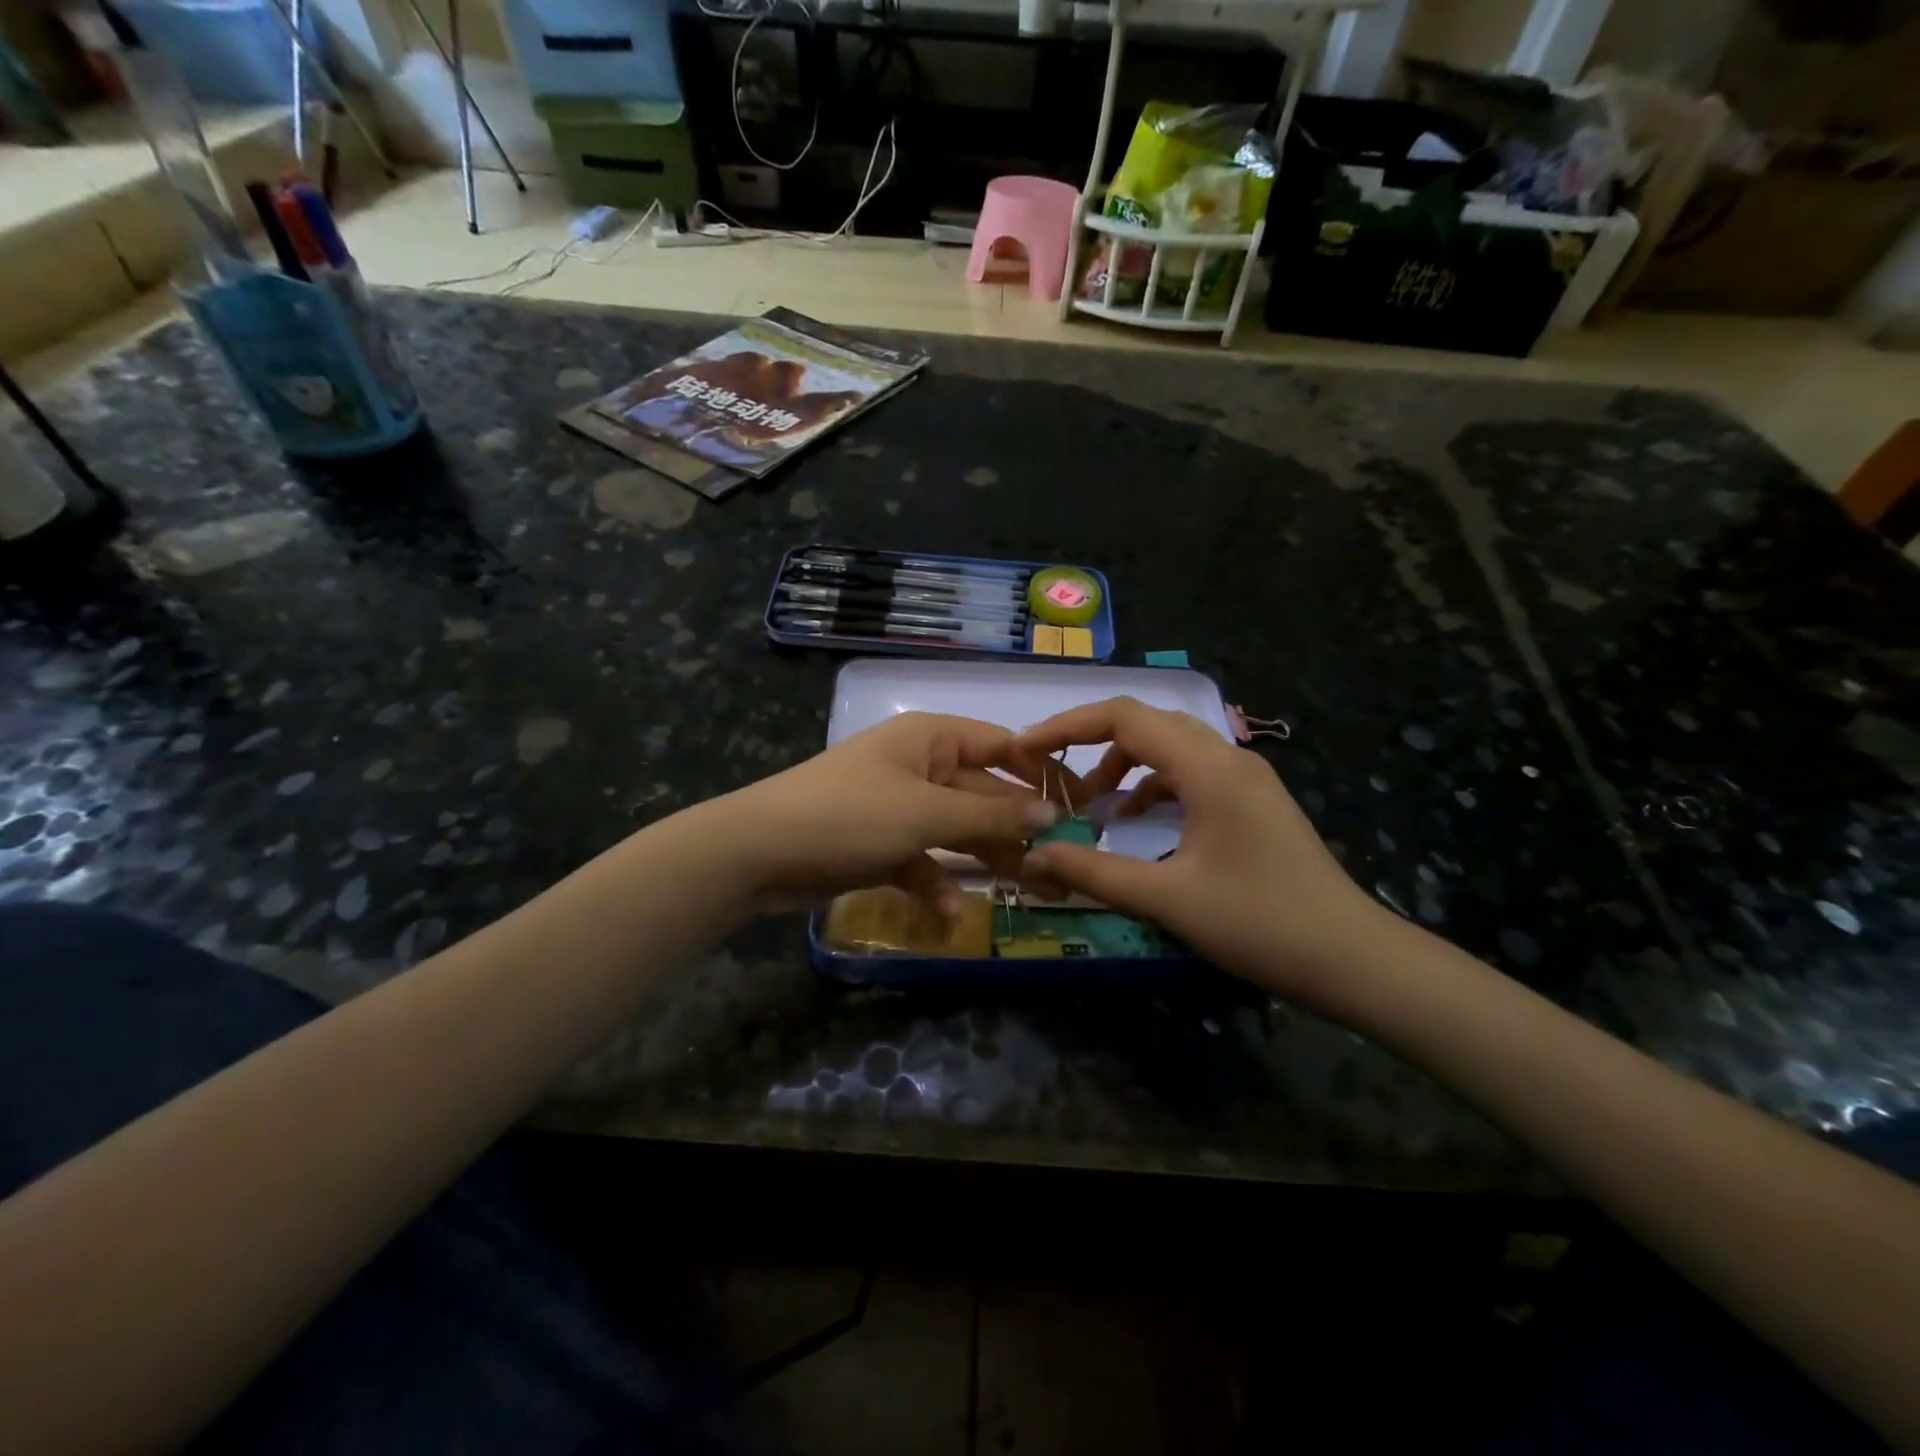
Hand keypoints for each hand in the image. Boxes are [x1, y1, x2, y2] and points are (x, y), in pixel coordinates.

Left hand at [714, 712, 1059, 915]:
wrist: (758, 852)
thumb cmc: (849, 815)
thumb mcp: (925, 811)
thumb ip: (990, 812)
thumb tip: (1052, 810)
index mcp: (930, 739)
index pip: (1001, 746)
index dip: (1041, 774)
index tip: (1082, 806)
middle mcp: (918, 766)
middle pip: (981, 793)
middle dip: (1014, 827)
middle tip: (1058, 862)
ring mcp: (898, 806)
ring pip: (955, 829)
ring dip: (982, 858)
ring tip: (1024, 888)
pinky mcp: (880, 843)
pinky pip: (921, 859)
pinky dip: (936, 882)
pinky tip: (950, 911)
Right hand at [1014, 697, 1392, 1003]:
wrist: (1353, 958)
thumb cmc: (1261, 924)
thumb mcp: (1168, 899)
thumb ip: (1094, 873)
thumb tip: (1033, 855)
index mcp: (1208, 768)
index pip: (1125, 717)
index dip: (1067, 725)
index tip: (1026, 749)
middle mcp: (1228, 757)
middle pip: (1146, 724)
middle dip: (1090, 743)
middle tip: (1050, 774)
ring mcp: (1245, 777)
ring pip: (1169, 747)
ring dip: (1124, 766)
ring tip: (1092, 809)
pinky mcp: (1252, 800)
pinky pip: (1189, 773)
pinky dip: (1152, 787)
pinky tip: (1136, 824)